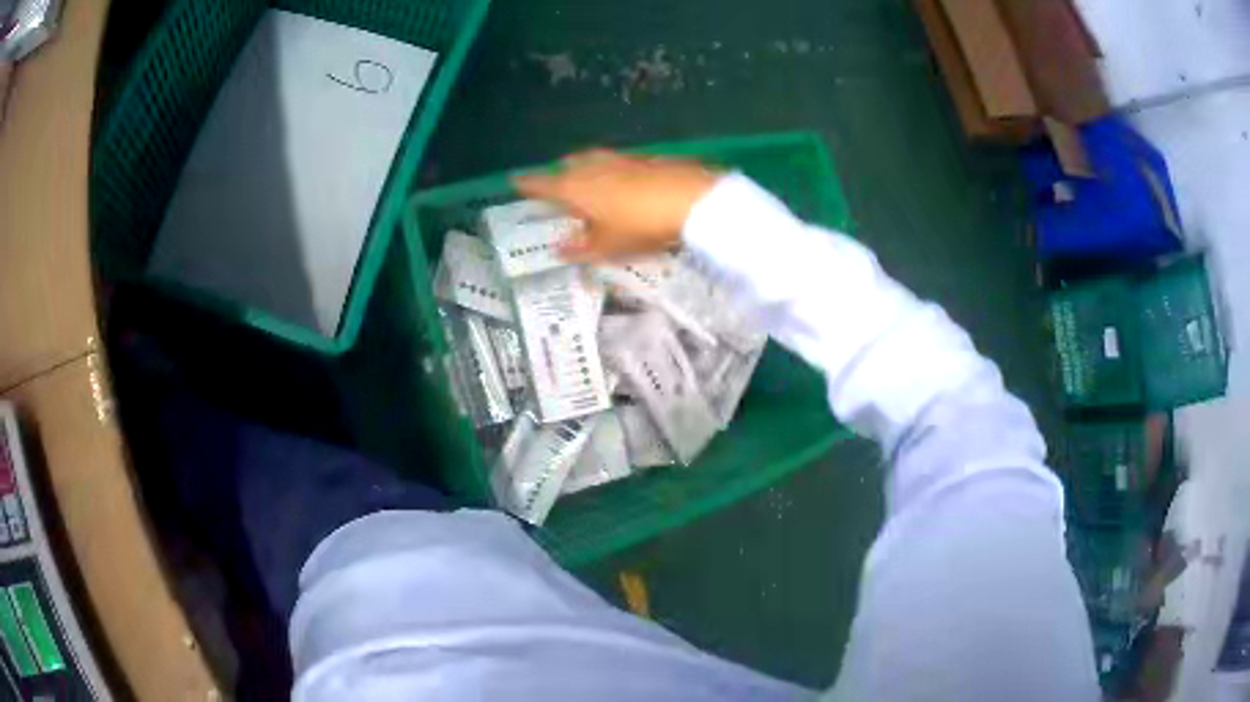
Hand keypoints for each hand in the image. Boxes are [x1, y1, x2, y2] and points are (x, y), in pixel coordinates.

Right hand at [512, 149, 721, 262]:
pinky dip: (612, 170)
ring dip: (586, 168)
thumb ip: (581, 248)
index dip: (526, 184)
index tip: (514, 181)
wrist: (690, 198)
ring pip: (594, 159)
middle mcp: (592, 166)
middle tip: (556, 185)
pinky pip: (618, 162)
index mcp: (574, 187)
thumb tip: (558, 250)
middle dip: (559, 173)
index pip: (541, 183)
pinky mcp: (645, 159)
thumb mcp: (607, 246)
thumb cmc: (639, 225)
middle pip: (568, 165)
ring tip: (588, 181)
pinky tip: (624, 182)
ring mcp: (620, 158)